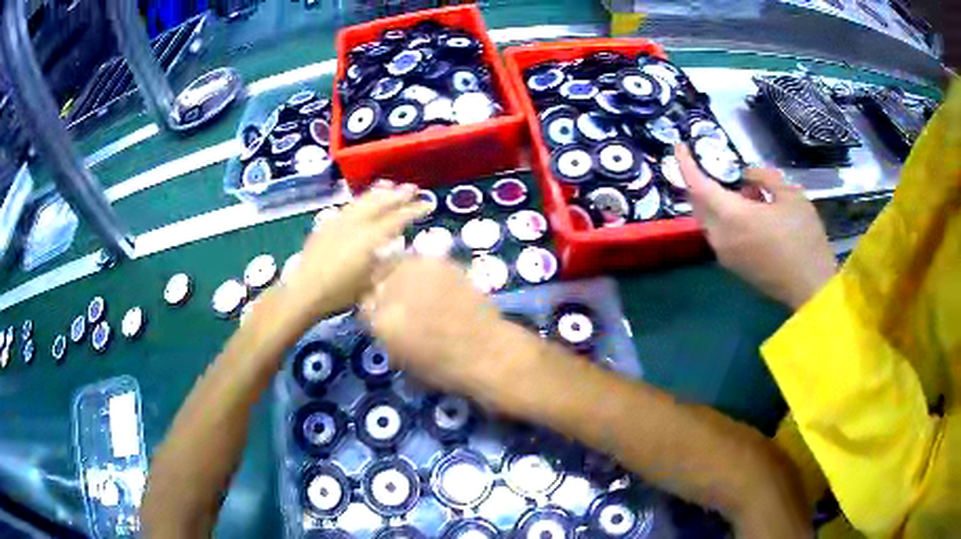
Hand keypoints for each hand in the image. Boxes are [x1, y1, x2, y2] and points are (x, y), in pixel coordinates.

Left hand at [282, 181, 429, 321]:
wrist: (304, 292)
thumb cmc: (340, 293)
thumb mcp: (370, 284)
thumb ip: (389, 265)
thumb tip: (404, 252)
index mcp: (369, 239)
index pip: (397, 219)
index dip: (414, 210)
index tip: (428, 204)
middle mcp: (355, 224)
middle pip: (380, 204)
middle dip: (398, 195)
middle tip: (412, 188)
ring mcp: (339, 222)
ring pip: (362, 201)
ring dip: (378, 193)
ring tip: (389, 185)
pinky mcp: (326, 225)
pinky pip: (347, 207)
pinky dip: (359, 200)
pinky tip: (362, 201)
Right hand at [360, 257, 536, 405]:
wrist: (487, 353)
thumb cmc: (445, 368)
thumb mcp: (403, 359)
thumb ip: (386, 334)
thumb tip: (383, 318)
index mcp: (380, 322)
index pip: (364, 305)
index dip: (374, 309)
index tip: (384, 312)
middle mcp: (392, 293)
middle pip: (377, 279)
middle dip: (385, 289)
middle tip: (401, 299)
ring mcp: (416, 273)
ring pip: (396, 263)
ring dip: (402, 274)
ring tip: (417, 287)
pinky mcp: (439, 263)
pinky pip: (421, 260)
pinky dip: (424, 269)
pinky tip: (435, 283)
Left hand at [676, 144, 835, 309]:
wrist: (811, 288)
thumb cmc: (804, 238)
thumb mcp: (790, 195)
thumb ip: (763, 177)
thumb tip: (745, 175)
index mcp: (731, 216)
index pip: (697, 185)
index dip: (685, 163)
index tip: (679, 146)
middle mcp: (720, 237)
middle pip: (699, 203)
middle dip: (702, 181)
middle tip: (718, 166)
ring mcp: (724, 256)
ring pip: (709, 220)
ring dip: (718, 201)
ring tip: (749, 191)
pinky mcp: (733, 268)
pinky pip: (720, 235)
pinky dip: (726, 218)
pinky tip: (751, 212)